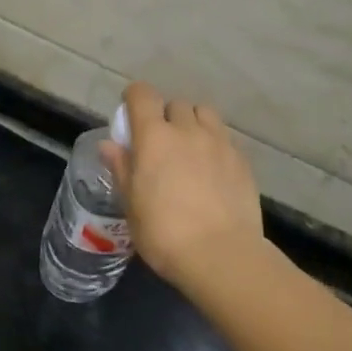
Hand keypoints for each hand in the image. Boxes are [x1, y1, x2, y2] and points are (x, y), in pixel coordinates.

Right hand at [101, 81, 263, 293]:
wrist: (221, 254)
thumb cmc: (164, 232)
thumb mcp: (131, 204)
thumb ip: (121, 168)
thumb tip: (109, 145)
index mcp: (154, 137)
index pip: (143, 95)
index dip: (134, 98)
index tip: (129, 113)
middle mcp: (188, 130)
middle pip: (175, 104)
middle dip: (165, 116)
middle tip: (160, 142)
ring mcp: (219, 143)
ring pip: (205, 114)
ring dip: (193, 123)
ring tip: (190, 148)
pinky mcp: (242, 160)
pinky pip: (224, 138)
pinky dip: (214, 144)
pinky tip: (212, 170)